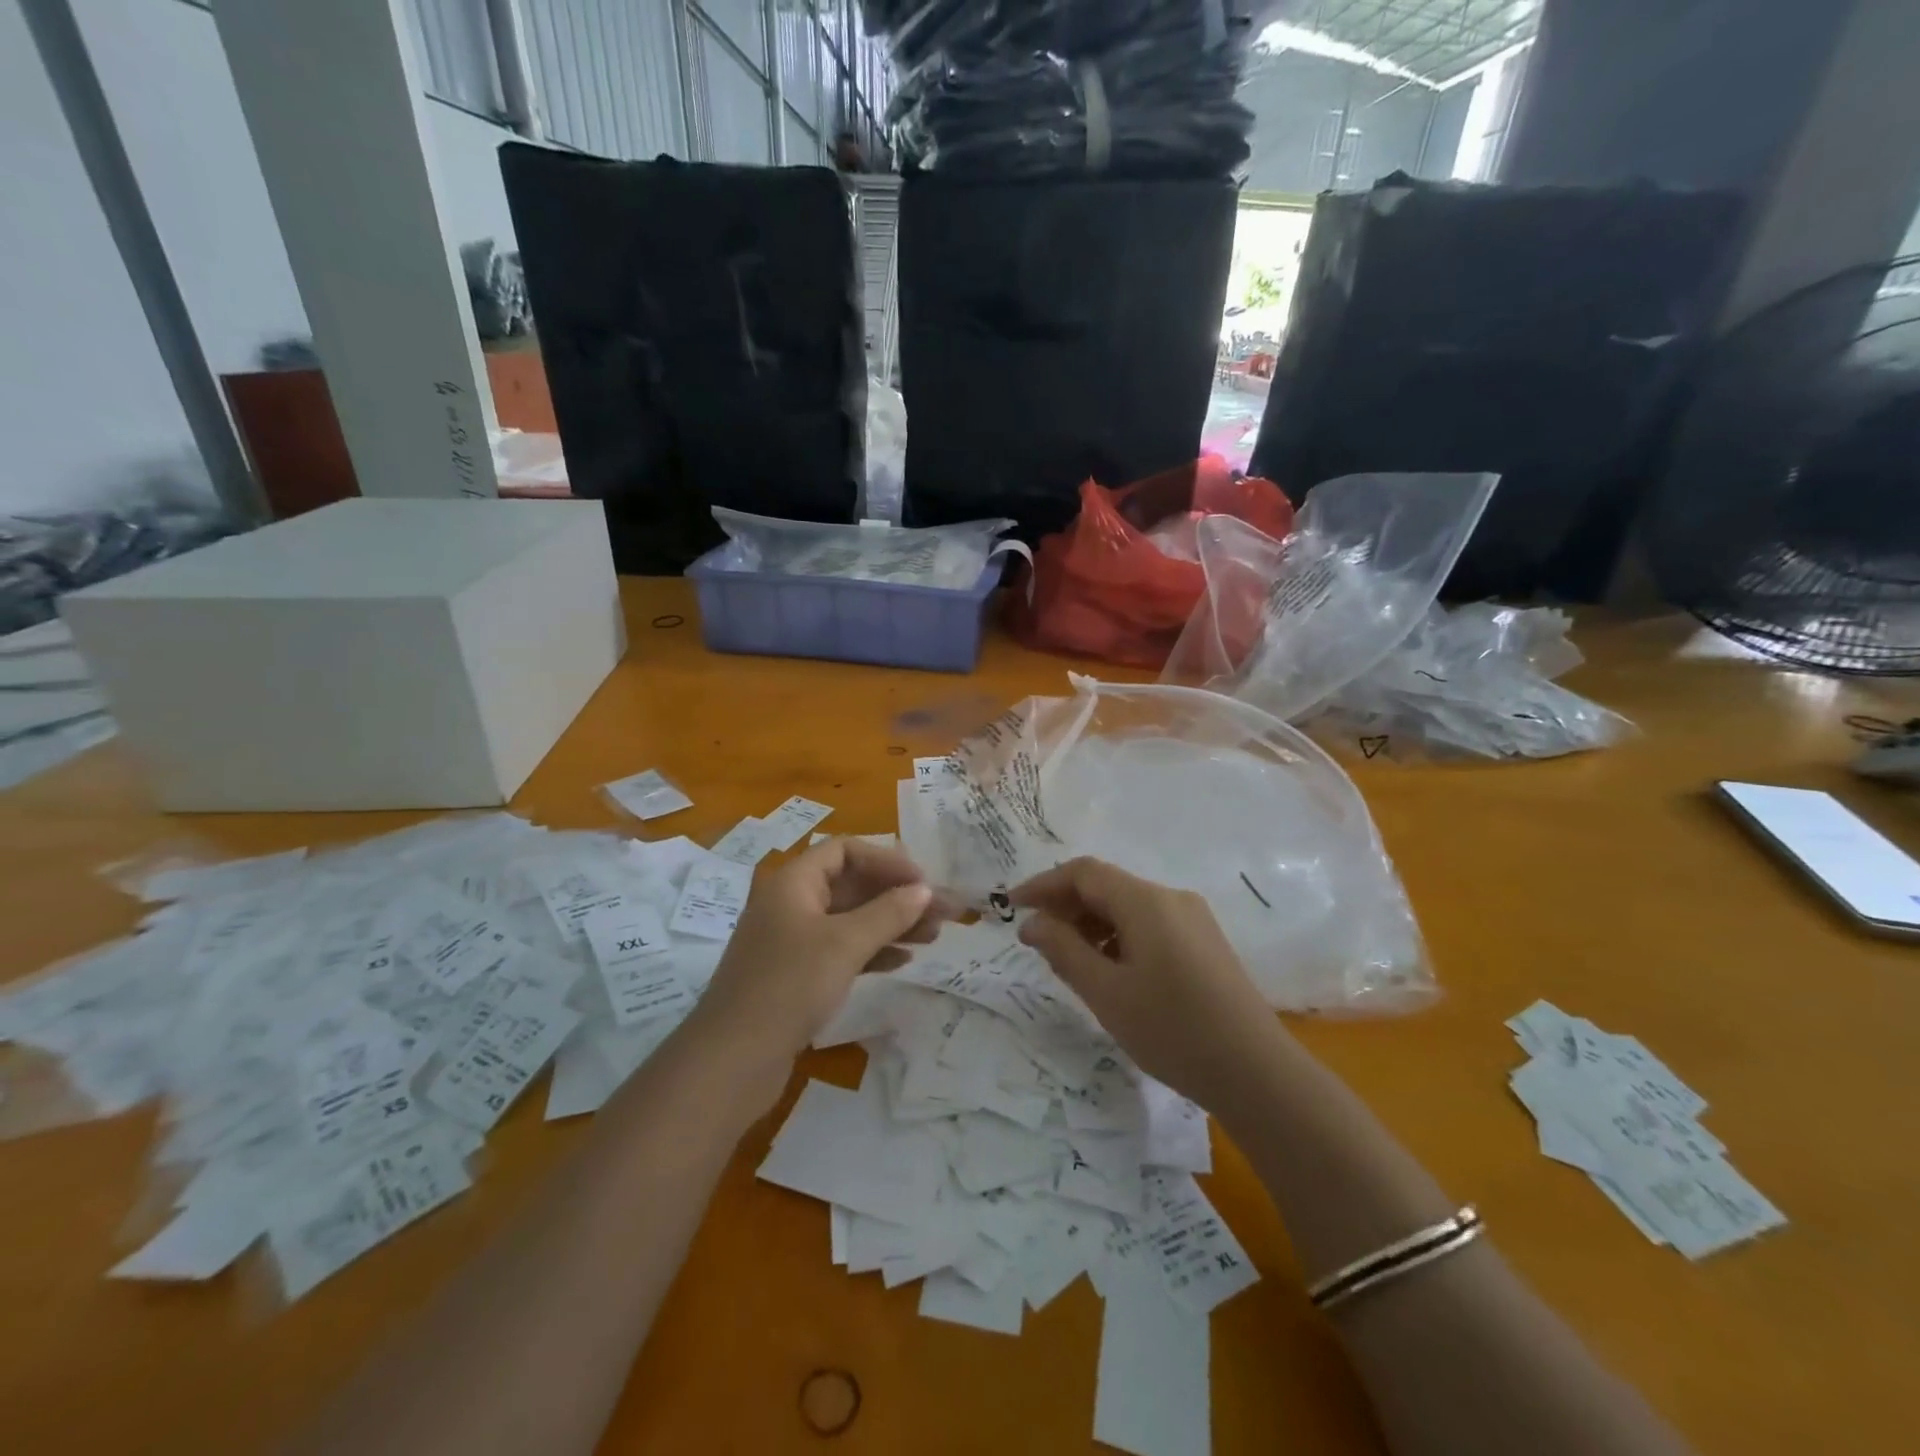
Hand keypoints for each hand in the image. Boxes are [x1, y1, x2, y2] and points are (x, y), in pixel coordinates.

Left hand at [694, 839, 951, 1079]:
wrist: (732, 1061)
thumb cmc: (789, 986)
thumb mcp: (844, 944)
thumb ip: (887, 913)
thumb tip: (923, 890)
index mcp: (793, 883)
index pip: (845, 852)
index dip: (886, 861)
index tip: (922, 882)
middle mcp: (791, 905)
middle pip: (852, 886)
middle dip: (898, 896)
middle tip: (943, 912)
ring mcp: (792, 942)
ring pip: (850, 920)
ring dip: (891, 924)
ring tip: (934, 936)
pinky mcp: (796, 976)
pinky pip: (841, 950)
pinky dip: (872, 951)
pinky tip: (903, 960)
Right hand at [1011, 857, 1287, 1108]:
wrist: (1257, 1073)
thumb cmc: (1172, 1030)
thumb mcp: (1106, 992)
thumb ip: (1063, 950)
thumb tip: (1032, 923)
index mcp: (1145, 901)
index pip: (1083, 873)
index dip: (1043, 885)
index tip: (1012, 908)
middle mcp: (1171, 898)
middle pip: (1106, 886)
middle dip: (1066, 907)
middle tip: (1036, 942)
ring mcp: (1192, 920)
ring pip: (1127, 907)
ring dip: (1091, 925)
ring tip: (1068, 962)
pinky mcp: (1204, 943)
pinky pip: (1149, 925)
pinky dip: (1118, 937)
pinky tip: (1109, 971)